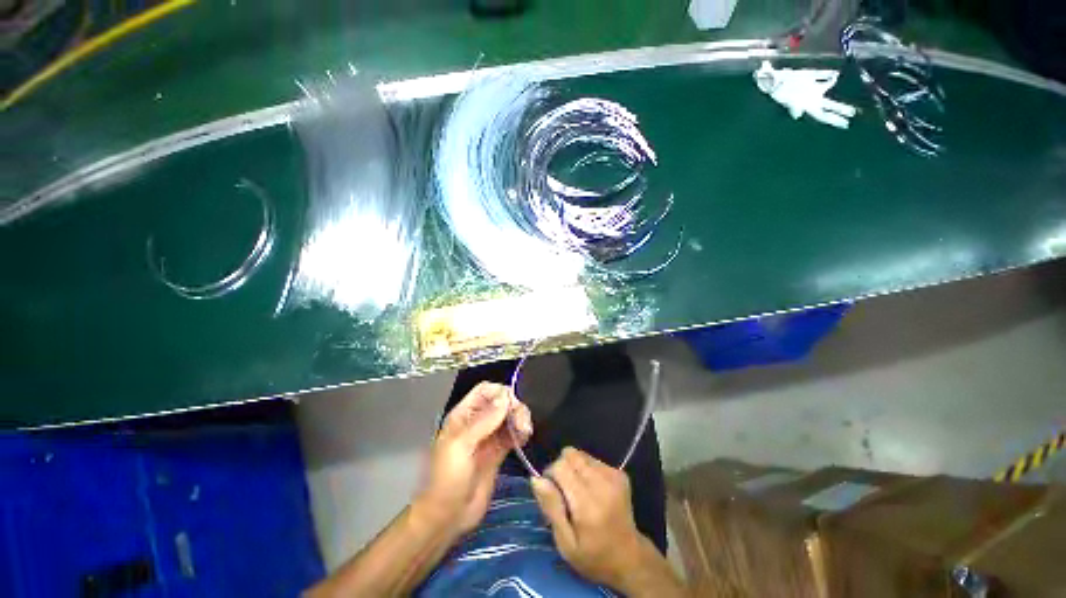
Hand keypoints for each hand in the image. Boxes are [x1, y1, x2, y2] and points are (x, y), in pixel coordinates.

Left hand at [416, 382, 531, 538]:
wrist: (447, 516)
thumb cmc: (448, 478)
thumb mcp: (462, 446)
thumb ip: (484, 421)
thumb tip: (506, 397)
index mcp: (464, 415)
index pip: (485, 390)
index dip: (500, 392)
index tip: (512, 404)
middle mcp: (477, 422)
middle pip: (500, 402)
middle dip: (513, 407)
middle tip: (522, 422)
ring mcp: (488, 437)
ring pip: (509, 417)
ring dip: (519, 419)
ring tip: (525, 431)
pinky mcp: (498, 452)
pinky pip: (513, 434)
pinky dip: (521, 432)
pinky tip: (525, 437)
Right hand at [532, 448, 684, 595]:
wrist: (629, 558)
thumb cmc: (593, 556)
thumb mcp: (565, 543)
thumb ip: (551, 508)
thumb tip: (536, 479)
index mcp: (588, 504)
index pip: (561, 466)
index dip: (550, 475)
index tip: (551, 492)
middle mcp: (602, 483)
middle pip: (571, 455)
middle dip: (561, 468)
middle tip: (564, 491)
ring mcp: (614, 476)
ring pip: (581, 454)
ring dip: (574, 468)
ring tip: (578, 491)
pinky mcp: (620, 473)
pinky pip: (592, 459)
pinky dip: (586, 469)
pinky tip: (591, 489)